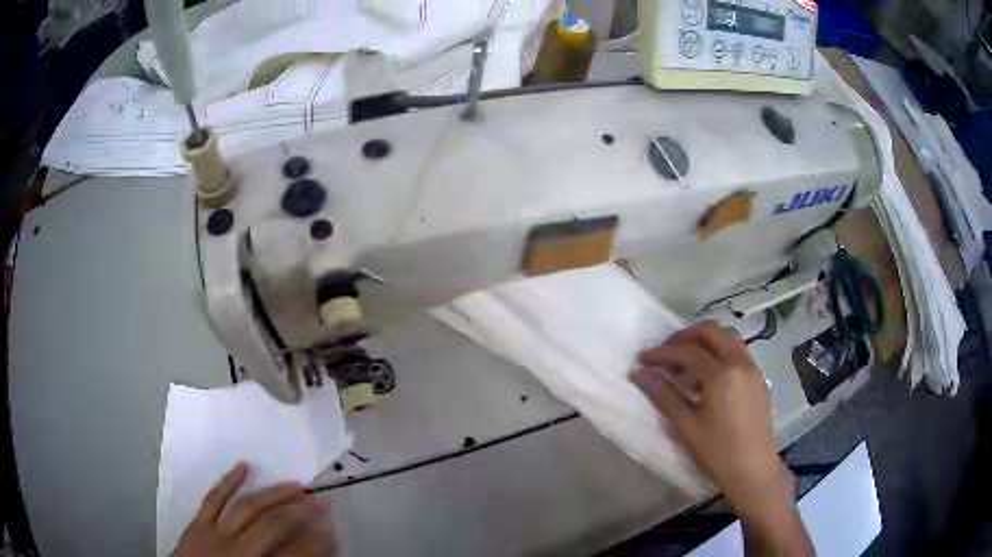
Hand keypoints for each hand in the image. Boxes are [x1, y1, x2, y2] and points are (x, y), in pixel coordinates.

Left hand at [171, 462, 337, 556]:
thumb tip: (305, 555)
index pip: (294, 553)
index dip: (317, 542)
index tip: (333, 532)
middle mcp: (237, 548)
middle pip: (272, 524)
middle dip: (300, 512)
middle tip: (320, 501)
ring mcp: (214, 532)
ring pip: (246, 507)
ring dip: (272, 494)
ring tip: (294, 484)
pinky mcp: (197, 522)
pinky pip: (213, 498)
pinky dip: (228, 481)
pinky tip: (243, 466)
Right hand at [631, 321, 812, 554]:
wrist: (754, 471)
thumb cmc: (717, 453)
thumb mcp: (686, 426)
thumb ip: (664, 395)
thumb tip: (639, 373)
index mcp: (722, 374)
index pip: (687, 351)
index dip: (661, 353)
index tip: (642, 360)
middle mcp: (740, 362)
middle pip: (710, 331)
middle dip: (684, 337)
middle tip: (664, 354)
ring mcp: (753, 368)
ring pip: (727, 337)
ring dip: (703, 342)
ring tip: (684, 364)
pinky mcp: (759, 378)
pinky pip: (737, 352)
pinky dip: (719, 353)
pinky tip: (707, 378)